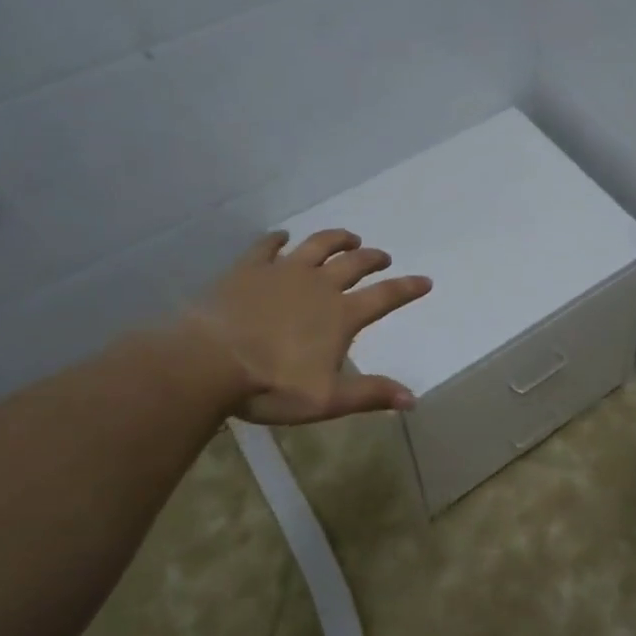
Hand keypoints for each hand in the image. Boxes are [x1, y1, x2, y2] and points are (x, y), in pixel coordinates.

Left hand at [174, 227, 431, 424]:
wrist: (209, 362)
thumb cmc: (271, 385)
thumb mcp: (326, 399)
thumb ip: (370, 394)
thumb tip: (413, 399)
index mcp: (341, 315)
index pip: (385, 296)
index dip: (407, 288)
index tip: (425, 281)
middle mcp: (319, 284)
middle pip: (354, 263)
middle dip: (373, 258)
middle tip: (382, 257)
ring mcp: (283, 271)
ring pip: (318, 245)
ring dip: (337, 239)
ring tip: (349, 237)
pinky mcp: (249, 268)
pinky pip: (268, 246)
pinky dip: (278, 239)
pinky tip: (283, 236)